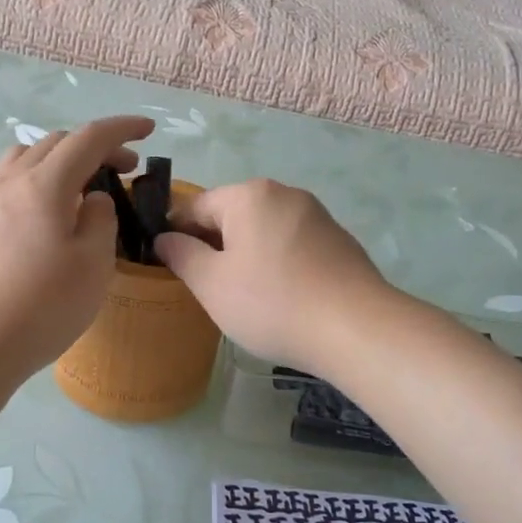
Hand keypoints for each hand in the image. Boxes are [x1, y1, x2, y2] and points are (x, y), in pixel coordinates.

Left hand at [0, 116, 154, 387]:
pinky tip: (52, 214)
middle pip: (56, 142)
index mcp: (44, 184)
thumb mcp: (92, 264)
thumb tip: (93, 199)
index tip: (150, 129)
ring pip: (29, 158)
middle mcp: (13, 183)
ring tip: (85, 185)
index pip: (88, 138)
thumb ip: (101, 220)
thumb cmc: (41, 306)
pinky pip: (14, 182)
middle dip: (96, 146)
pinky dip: (42, 180)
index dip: (122, 129)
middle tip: (126, 170)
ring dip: (63, 159)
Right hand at [156, 179, 387, 371]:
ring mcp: (316, 215)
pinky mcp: (338, 240)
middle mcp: (284, 194)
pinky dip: (278, 262)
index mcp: (249, 195)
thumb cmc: (272, 303)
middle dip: (214, 245)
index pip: (195, 205)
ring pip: (264, 229)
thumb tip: (165, 238)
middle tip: (206, 286)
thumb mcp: (212, 284)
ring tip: (244, 295)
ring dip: (246, 254)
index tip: (170, 266)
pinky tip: (281, 296)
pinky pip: (292, 243)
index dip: (176, 233)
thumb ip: (182, 255)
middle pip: (232, 214)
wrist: (356, 329)